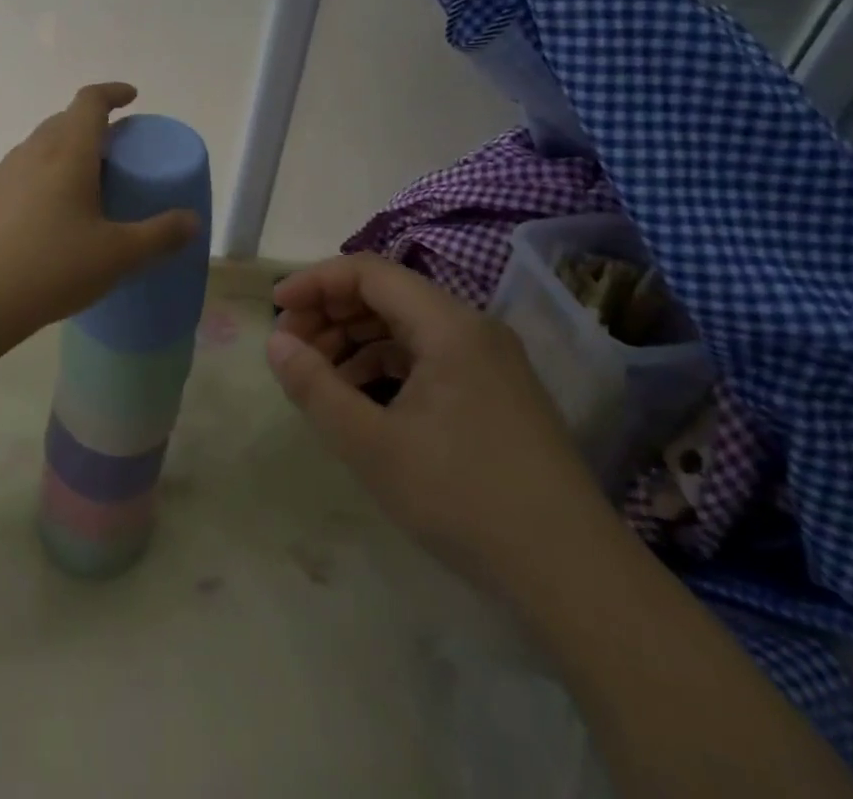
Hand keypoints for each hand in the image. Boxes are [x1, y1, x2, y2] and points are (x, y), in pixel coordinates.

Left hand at [0, 83, 199, 349]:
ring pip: (43, 145)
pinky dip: (48, 173)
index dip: (113, 92)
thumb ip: (159, 236)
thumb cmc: (50, 267)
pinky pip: (26, 170)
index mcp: (68, 152)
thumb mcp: (117, 256)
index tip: (132, 97)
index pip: (90, 101)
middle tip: (119, 149)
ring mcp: (5, 173)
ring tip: (90, 182)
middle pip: (65, 119)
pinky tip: (55, 214)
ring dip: (69, 149)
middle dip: (95, 124)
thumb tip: (193, 221)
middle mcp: (34, 152)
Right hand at [268, 253, 611, 588]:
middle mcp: (472, 328)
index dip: (315, 282)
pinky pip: (428, 356)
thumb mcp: (372, 445)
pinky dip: (386, 365)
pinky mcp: (496, 393)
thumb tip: (276, 342)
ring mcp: (490, 361)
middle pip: (387, 295)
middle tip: (290, 348)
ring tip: (317, 375)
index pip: (368, 272)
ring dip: (355, 340)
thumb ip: (315, 387)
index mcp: (448, 325)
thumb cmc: (464, 498)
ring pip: (406, 327)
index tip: (275, 310)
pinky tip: (361, 398)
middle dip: (331, 313)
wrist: (577, 579)